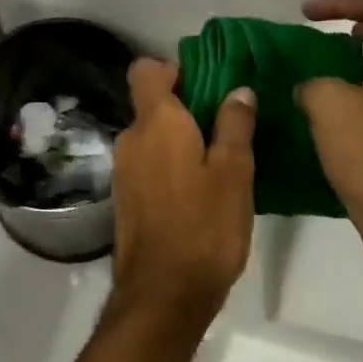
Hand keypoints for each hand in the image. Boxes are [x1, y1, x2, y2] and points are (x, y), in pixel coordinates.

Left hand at [110, 58, 256, 329]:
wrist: (163, 293)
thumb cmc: (204, 226)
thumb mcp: (233, 173)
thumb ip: (235, 125)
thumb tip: (238, 89)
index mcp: (155, 122)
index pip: (145, 71)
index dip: (173, 68)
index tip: (206, 82)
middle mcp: (131, 138)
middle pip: (151, 104)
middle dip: (186, 105)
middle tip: (227, 123)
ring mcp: (123, 169)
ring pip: (151, 136)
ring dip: (180, 137)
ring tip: (220, 157)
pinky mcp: (125, 197)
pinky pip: (148, 163)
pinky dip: (170, 163)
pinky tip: (199, 187)